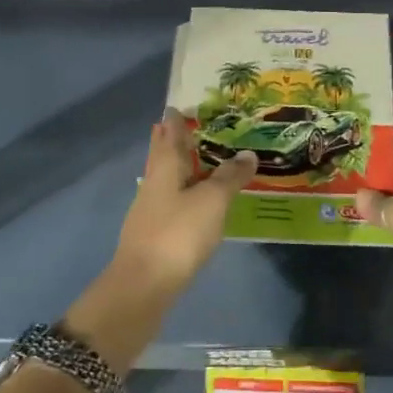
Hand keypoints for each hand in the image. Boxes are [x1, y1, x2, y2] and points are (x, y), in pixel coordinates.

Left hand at [112, 109, 256, 285]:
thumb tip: (247, 154)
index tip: (180, 106)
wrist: (145, 286)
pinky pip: (173, 203)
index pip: (169, 134)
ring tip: (203, 161)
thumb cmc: (178, 233)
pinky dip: (186, 194)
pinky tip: (198, 201)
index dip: (175, 120)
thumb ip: (230, 177)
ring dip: (183, 168)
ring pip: (168, 180)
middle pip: (164, 156)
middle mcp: (154, 184)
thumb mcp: (212, 201)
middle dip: (175, 141)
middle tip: (191, 127)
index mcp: (164, 168)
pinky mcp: (155, 235)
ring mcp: (151, 211)